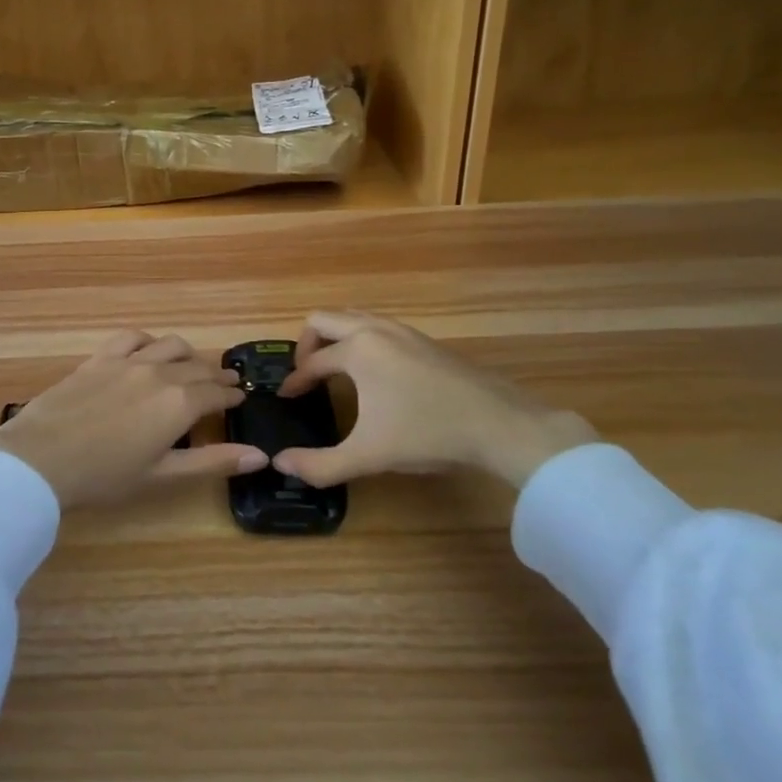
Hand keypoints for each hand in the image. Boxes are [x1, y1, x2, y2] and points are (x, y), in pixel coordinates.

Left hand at [0, 330, 263, 507]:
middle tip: (225, 382)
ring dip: (187, 354)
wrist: (42, 458)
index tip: (241, 396)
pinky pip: (132, 337)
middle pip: (197, 366)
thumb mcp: (163, 475)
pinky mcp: (101, 357)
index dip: (231, 394)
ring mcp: (129, 360)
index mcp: (179, 403)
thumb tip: (260, 455)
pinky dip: (148, 341)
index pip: (216, 392)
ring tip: (191, 365)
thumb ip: (213, 462)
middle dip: (215, 374)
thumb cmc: (105, 476)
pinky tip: (149, 349)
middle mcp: (160, 372)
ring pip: (170, 345)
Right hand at [275, 311, 596, 489]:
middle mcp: (375, 329)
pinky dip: (360, 340)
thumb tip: (281, 464)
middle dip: (307, 344)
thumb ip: (320, 464)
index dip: (295, 381)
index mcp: (358, 349)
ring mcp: (403, 330)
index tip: (286, 397)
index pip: (312, 361)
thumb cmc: (427, 434)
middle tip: (305, 374)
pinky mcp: (424, 340)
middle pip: (324, 319)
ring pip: (354, 318)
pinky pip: (377, 327)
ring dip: (334, 338)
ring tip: (332, 370)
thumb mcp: (369, 455)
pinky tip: (372, 373)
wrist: (499, 424)